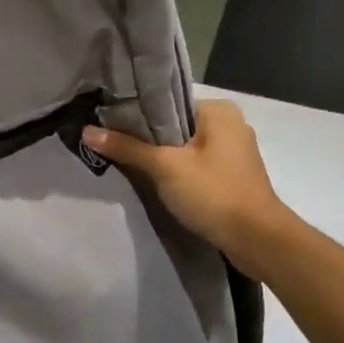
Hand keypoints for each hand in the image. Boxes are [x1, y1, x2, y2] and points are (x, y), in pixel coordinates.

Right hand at [82, 101, 290, 274]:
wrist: (257, 239)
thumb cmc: (213, 193)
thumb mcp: (164, 167)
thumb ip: (127, 147)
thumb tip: (86, 131)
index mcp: (219, 110)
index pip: (168, 103)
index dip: (137, 114)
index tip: (109, 125)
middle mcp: (231, 124)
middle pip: (176, 126)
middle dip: (148, 138)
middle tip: (113, 145)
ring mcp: (235, 152)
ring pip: (186, 147)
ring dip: (162, 157)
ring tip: (128, 163)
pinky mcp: (234, 177)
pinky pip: (198, 165)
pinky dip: (178, 172)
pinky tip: (157, 182)